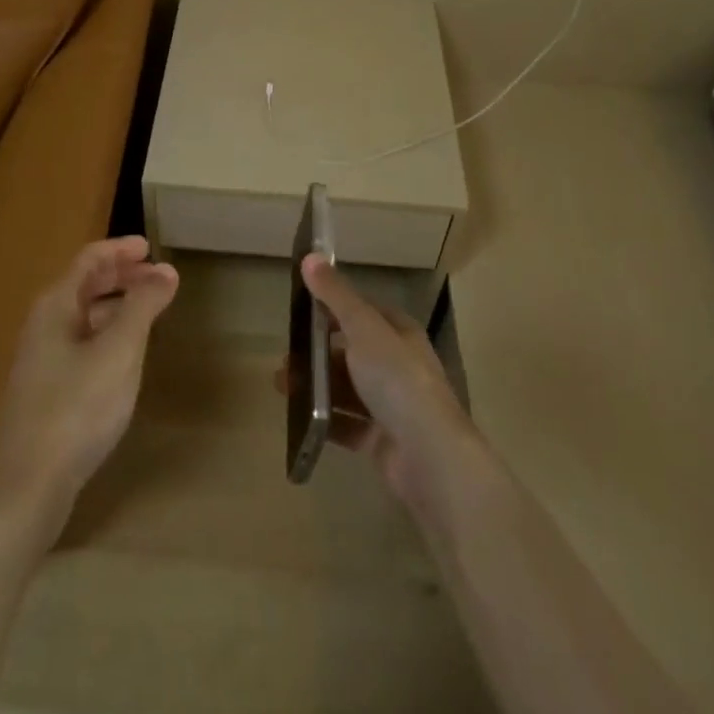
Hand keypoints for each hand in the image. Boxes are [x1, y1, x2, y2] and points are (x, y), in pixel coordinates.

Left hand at [0, 237, 179, 541]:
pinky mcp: (45, 392)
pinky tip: (124, 357)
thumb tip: (166, 270)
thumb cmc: (76, 407)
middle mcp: (44, 326)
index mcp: (57, 306)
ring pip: (83, 317)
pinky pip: (81, 345)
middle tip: (156, 277)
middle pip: (84, 286)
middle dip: (120, 276)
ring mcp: (41, 361)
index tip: (150, 246)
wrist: (27, 486)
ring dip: (115, 306)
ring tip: (147, 312)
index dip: (120, 249)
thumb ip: (143, 306)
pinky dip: (106, 335)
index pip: (89, 260)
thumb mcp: (119, 351)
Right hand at [299, 255, 480, 516]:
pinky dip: (323, 419)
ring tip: (282, 387)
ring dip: (314, 385)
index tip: (298, 312)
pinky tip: (300, 418)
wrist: (430, 457)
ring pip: (345, 388)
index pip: (362, 312)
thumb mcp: (363, 328)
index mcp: (399, 333)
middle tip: (285, 359)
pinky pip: (346, 424)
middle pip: (350, 351)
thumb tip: (310, 255)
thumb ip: (335, 295)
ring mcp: (391, 405)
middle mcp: (398, 365)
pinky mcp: (381, 440)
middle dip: (315, 353)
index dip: (331, 308)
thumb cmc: (397, 380)